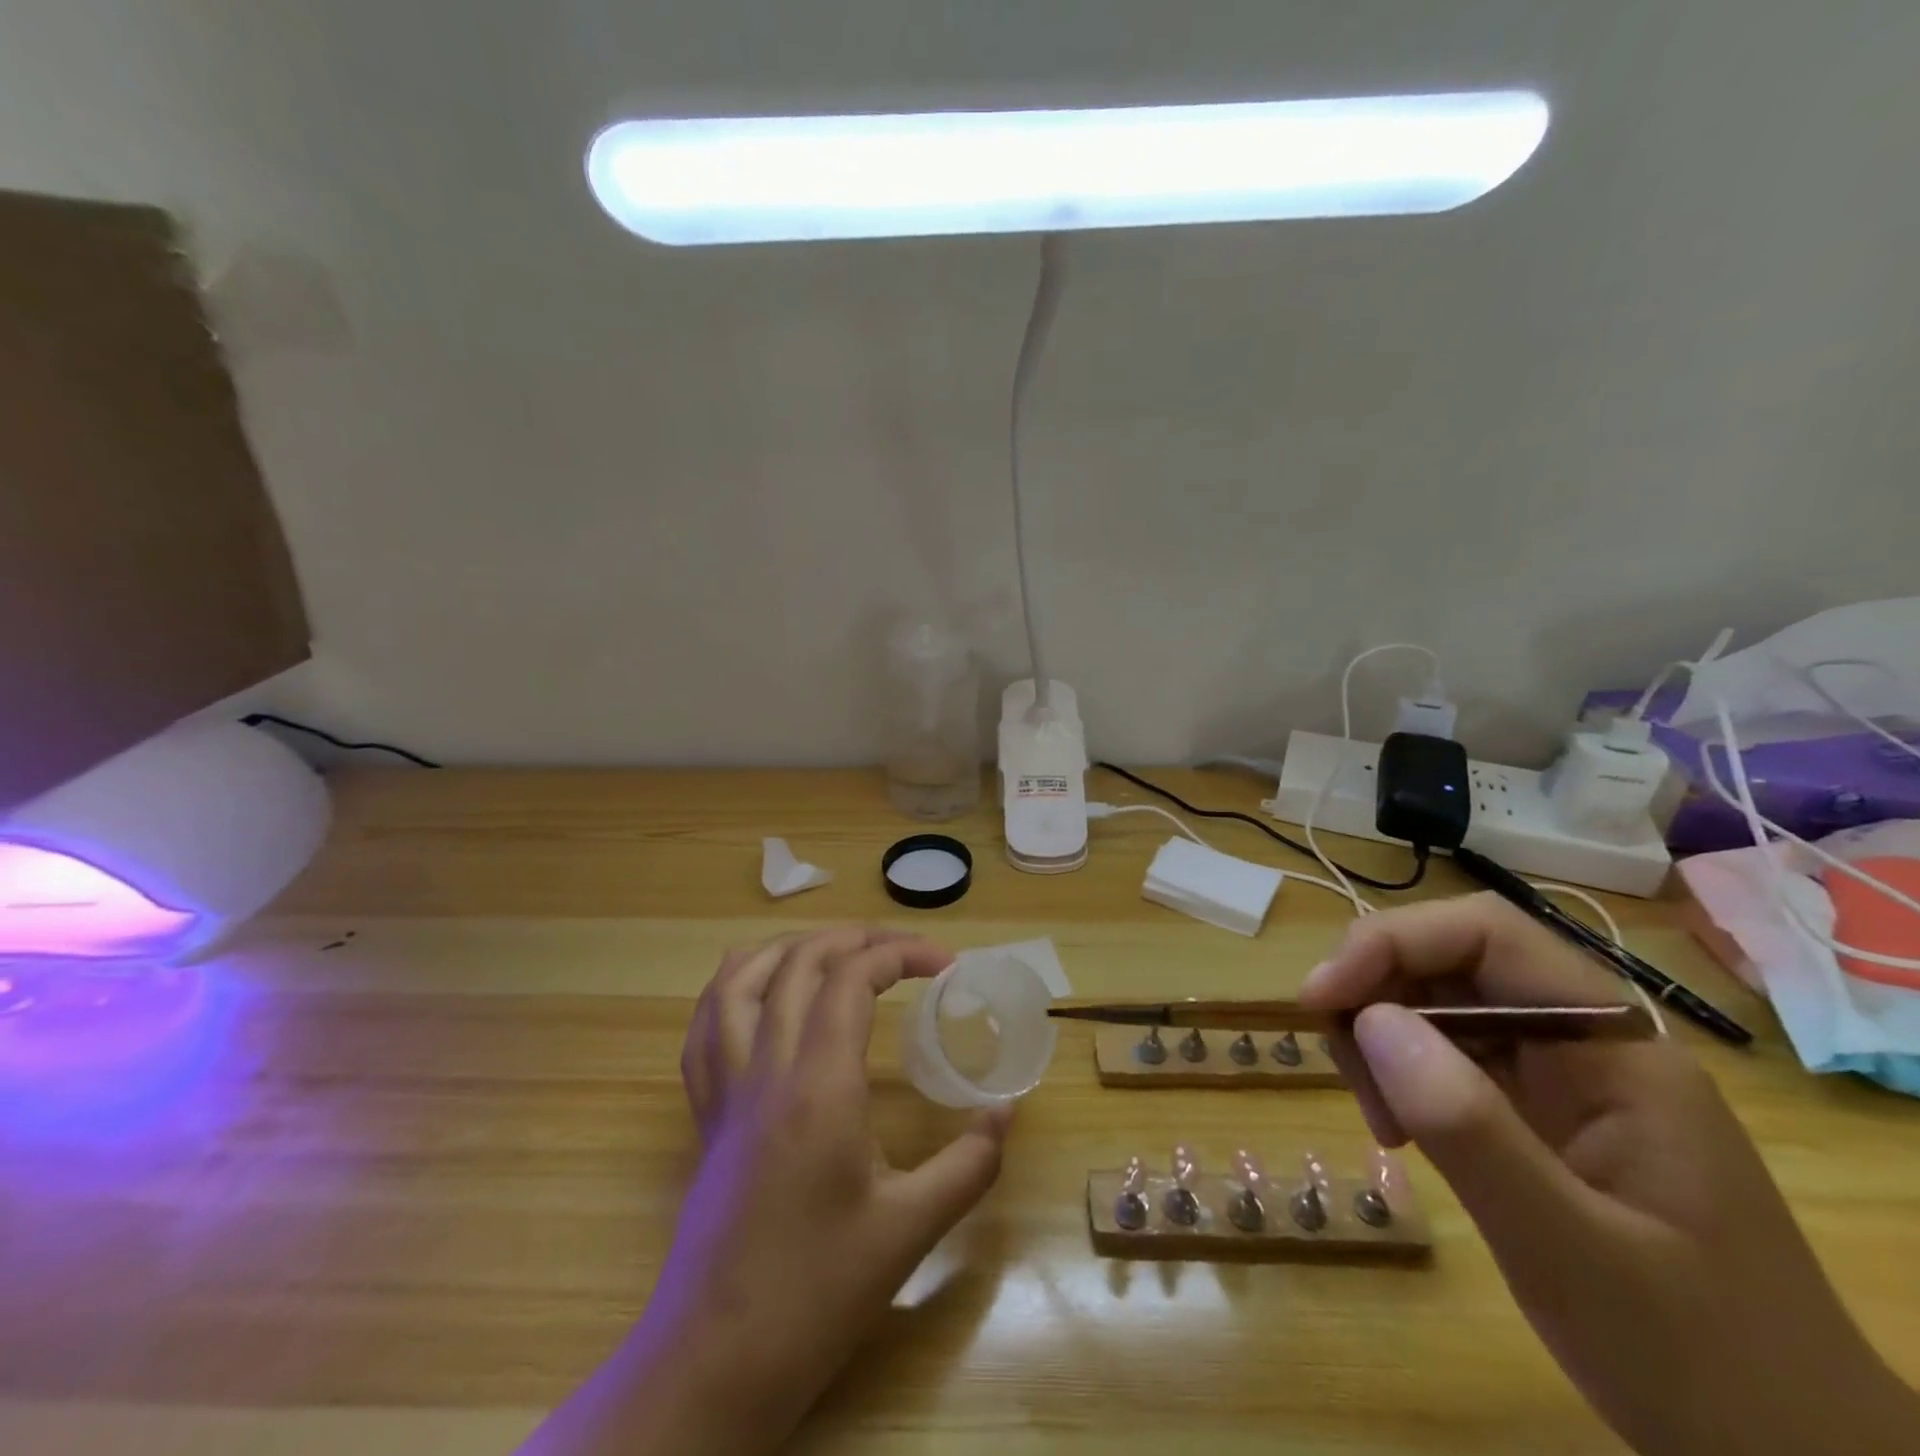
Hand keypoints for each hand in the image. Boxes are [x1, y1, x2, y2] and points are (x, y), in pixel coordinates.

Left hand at [518, 927, 1011, 1455]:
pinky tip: (758, 983)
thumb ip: (968, 1164)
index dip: (902, 953)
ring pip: (742, 980)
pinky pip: (705, 1025)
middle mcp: (766, 1069)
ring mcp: (727, 1088)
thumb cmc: (817, 1293)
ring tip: (836, 947)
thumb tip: (1007, 1111)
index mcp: (819, 1086)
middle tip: (904, 949)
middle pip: (802, 962)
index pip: (853, 978)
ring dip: (792, 947)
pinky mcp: (706, 1113)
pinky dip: (733, 984)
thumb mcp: (909, 1231)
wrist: (717, 1361)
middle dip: (858, 938)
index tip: (946, 965)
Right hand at [1299, 893, 1913, 1455]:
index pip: (1486, 935)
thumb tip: (1370, 1020)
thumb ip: (1471, 1130)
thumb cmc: (1702, 1365)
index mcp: (1614, 1047)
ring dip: (1381, 1041)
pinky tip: (1401, 1133)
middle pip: (1450, 963)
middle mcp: (1585, 1040)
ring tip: (1382, 1123)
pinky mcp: (1539, 1110)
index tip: (1323, 998)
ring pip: (1438, 1005)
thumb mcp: (1572, 1253)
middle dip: (1376, 997)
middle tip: (1347, 1074)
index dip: (1391, 942)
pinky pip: (1447, 1056)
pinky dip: (1402, 1078)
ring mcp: (1563, 1075)